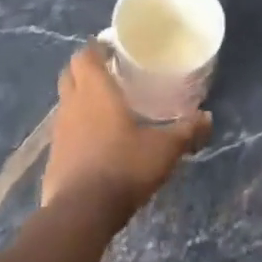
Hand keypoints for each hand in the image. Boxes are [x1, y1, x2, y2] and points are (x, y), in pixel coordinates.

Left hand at [42, 43, 208, 219]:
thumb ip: (186, 131)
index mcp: (95, 91)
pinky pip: (64, 131)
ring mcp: (58, 131)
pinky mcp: (53, 156)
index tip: (114, 49)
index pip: (85, 55)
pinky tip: (95, 141)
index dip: (96, 48)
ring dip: (80, 98)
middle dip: (86, 69)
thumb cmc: (123, 167)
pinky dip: (77, 127)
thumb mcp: (164, 149)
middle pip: (70, 74)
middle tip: (111, 73)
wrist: (81, 213)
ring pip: (66, 102)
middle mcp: (72, 104)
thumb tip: (208, 118)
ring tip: (106, 107)